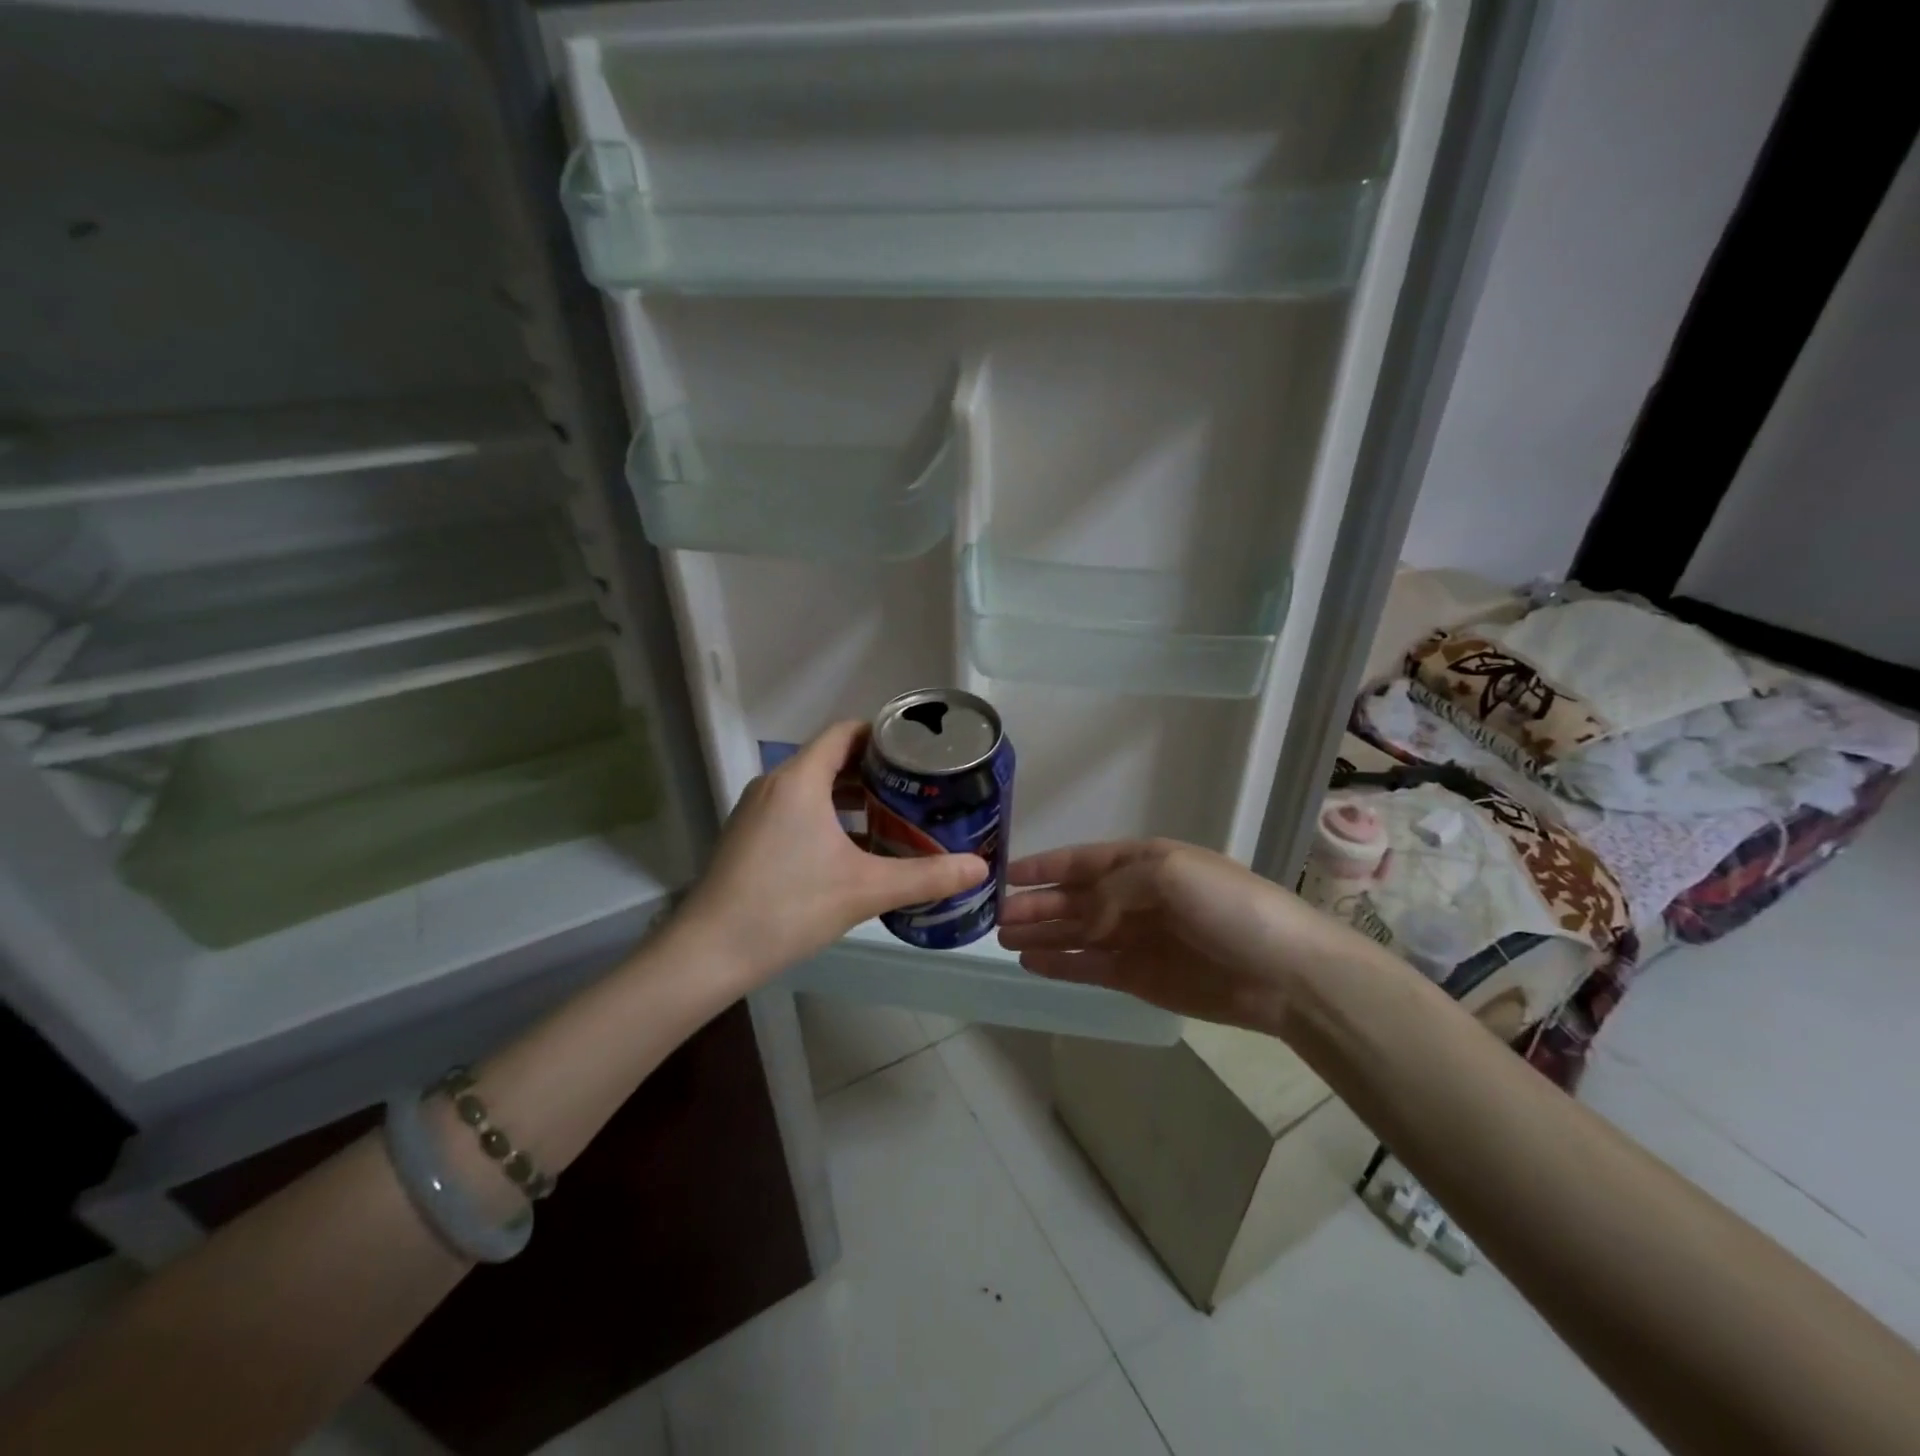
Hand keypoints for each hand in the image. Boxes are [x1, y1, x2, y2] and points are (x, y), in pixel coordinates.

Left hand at [671, 721, 988, 987]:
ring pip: (812, 787)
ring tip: (892, 816)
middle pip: (831, 759)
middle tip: (916, 788)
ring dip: (851, 797)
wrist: (709, 952)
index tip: (918, 751)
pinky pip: (795, 809)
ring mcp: (756, 810)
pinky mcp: (748, 835)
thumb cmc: (789, 907)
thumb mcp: (866, 890)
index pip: (845, 733)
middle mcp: (775, 784)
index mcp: (800, 780)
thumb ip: (927, 876)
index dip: (883, 735)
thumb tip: (980, 869)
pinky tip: (852, 849)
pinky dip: (827, 816)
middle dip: (874, 770)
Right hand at [997, 838, 1354, 1032]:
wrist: (1284, 972)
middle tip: (994, 917)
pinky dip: (1060, 964)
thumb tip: (1081, 918)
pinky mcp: (1139, 978)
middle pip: (1073, 900)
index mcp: (1143, 862)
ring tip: (1002, 939)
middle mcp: (1134, 898)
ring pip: (1075, 934)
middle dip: (1035, 905)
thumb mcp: (1168, 874)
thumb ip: (1113, 889)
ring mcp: (1135, 939)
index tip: (1005, 875)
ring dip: (1041, 934)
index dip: (1043, 867)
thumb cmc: (1228, 907)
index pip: (1082, 861)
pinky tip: (1031, 963)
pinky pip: (1088, 967)